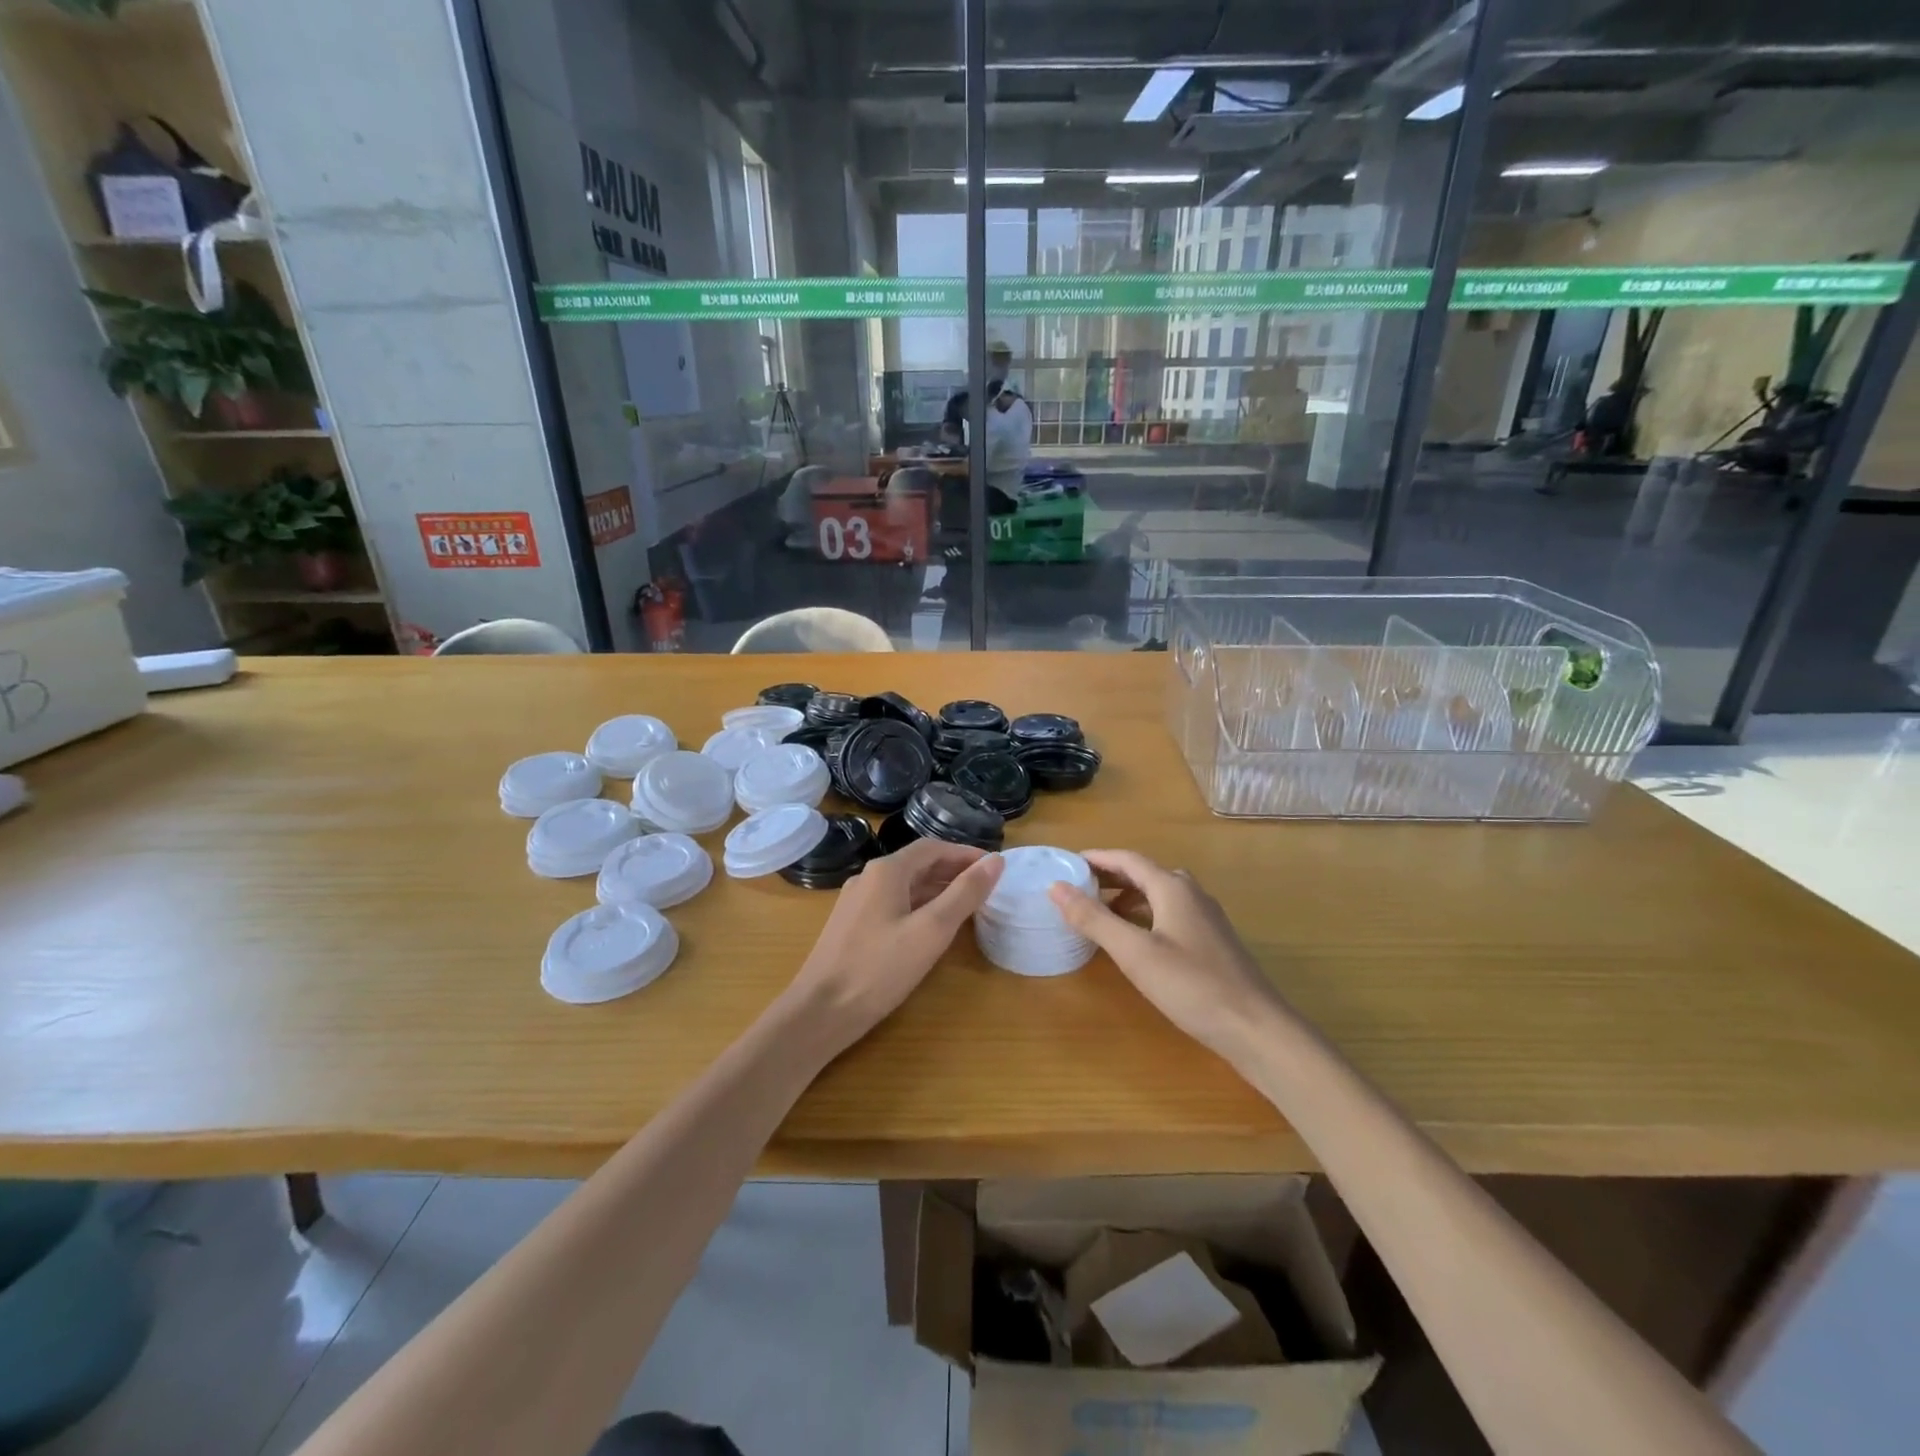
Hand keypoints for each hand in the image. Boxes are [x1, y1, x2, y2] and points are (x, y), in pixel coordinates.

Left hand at [785, 839, 1002, 1053]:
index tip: (994, 867)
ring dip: (937, 889)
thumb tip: (995, 861)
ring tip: (968, 906)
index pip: (933, 848)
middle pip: (918, 864)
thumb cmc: (879, 969)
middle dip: (953, 871)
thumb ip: (964, 894)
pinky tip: (931, 928)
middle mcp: (868, 878)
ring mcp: (857, 902)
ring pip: (905, 885)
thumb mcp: (931, 931)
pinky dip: (919, 906)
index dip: (966, 854)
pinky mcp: (852, 926)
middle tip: (986, 887)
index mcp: (886, 871)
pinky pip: (892, 904)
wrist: (820, 1012)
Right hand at [1049, 850, 1289, 1062]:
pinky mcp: (1212, 942)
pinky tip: (1136, 940)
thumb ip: (1094, 918)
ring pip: (1159, 895)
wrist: (1256, 1028)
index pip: (1128, 859)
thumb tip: (1056, 887)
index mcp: (1172, 888)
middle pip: (1145, 874)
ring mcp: (1206, 919)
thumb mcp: (1134, 953)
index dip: (1097, 858)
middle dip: (1111, 877)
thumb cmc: (1192, 985)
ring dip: (1128, 897)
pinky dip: (1145, 916)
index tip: (1067, 863)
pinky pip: (1170, 914)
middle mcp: (1191, 894)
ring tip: (1100, 913)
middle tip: (1078, 887)